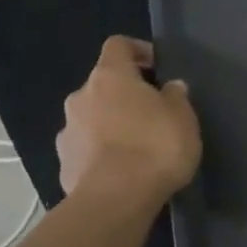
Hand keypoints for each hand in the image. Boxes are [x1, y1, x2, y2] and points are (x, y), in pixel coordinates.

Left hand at [56, 37, 201, 211]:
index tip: (157, 68)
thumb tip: (169, 88)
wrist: (115, 201)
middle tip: (152, 113)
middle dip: (125, 94)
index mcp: (109, 75)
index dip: (138, 51)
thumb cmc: (154, 146)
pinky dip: (100, 153)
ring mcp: (66, 132)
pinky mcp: (63, 165)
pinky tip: (121, 171)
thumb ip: (176, 96)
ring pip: (92, 117)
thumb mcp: (183, 116)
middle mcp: (81, 97)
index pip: (118, 45)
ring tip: (137, 146)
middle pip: (103, 84)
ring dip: (110, 124)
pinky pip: (85, 148)